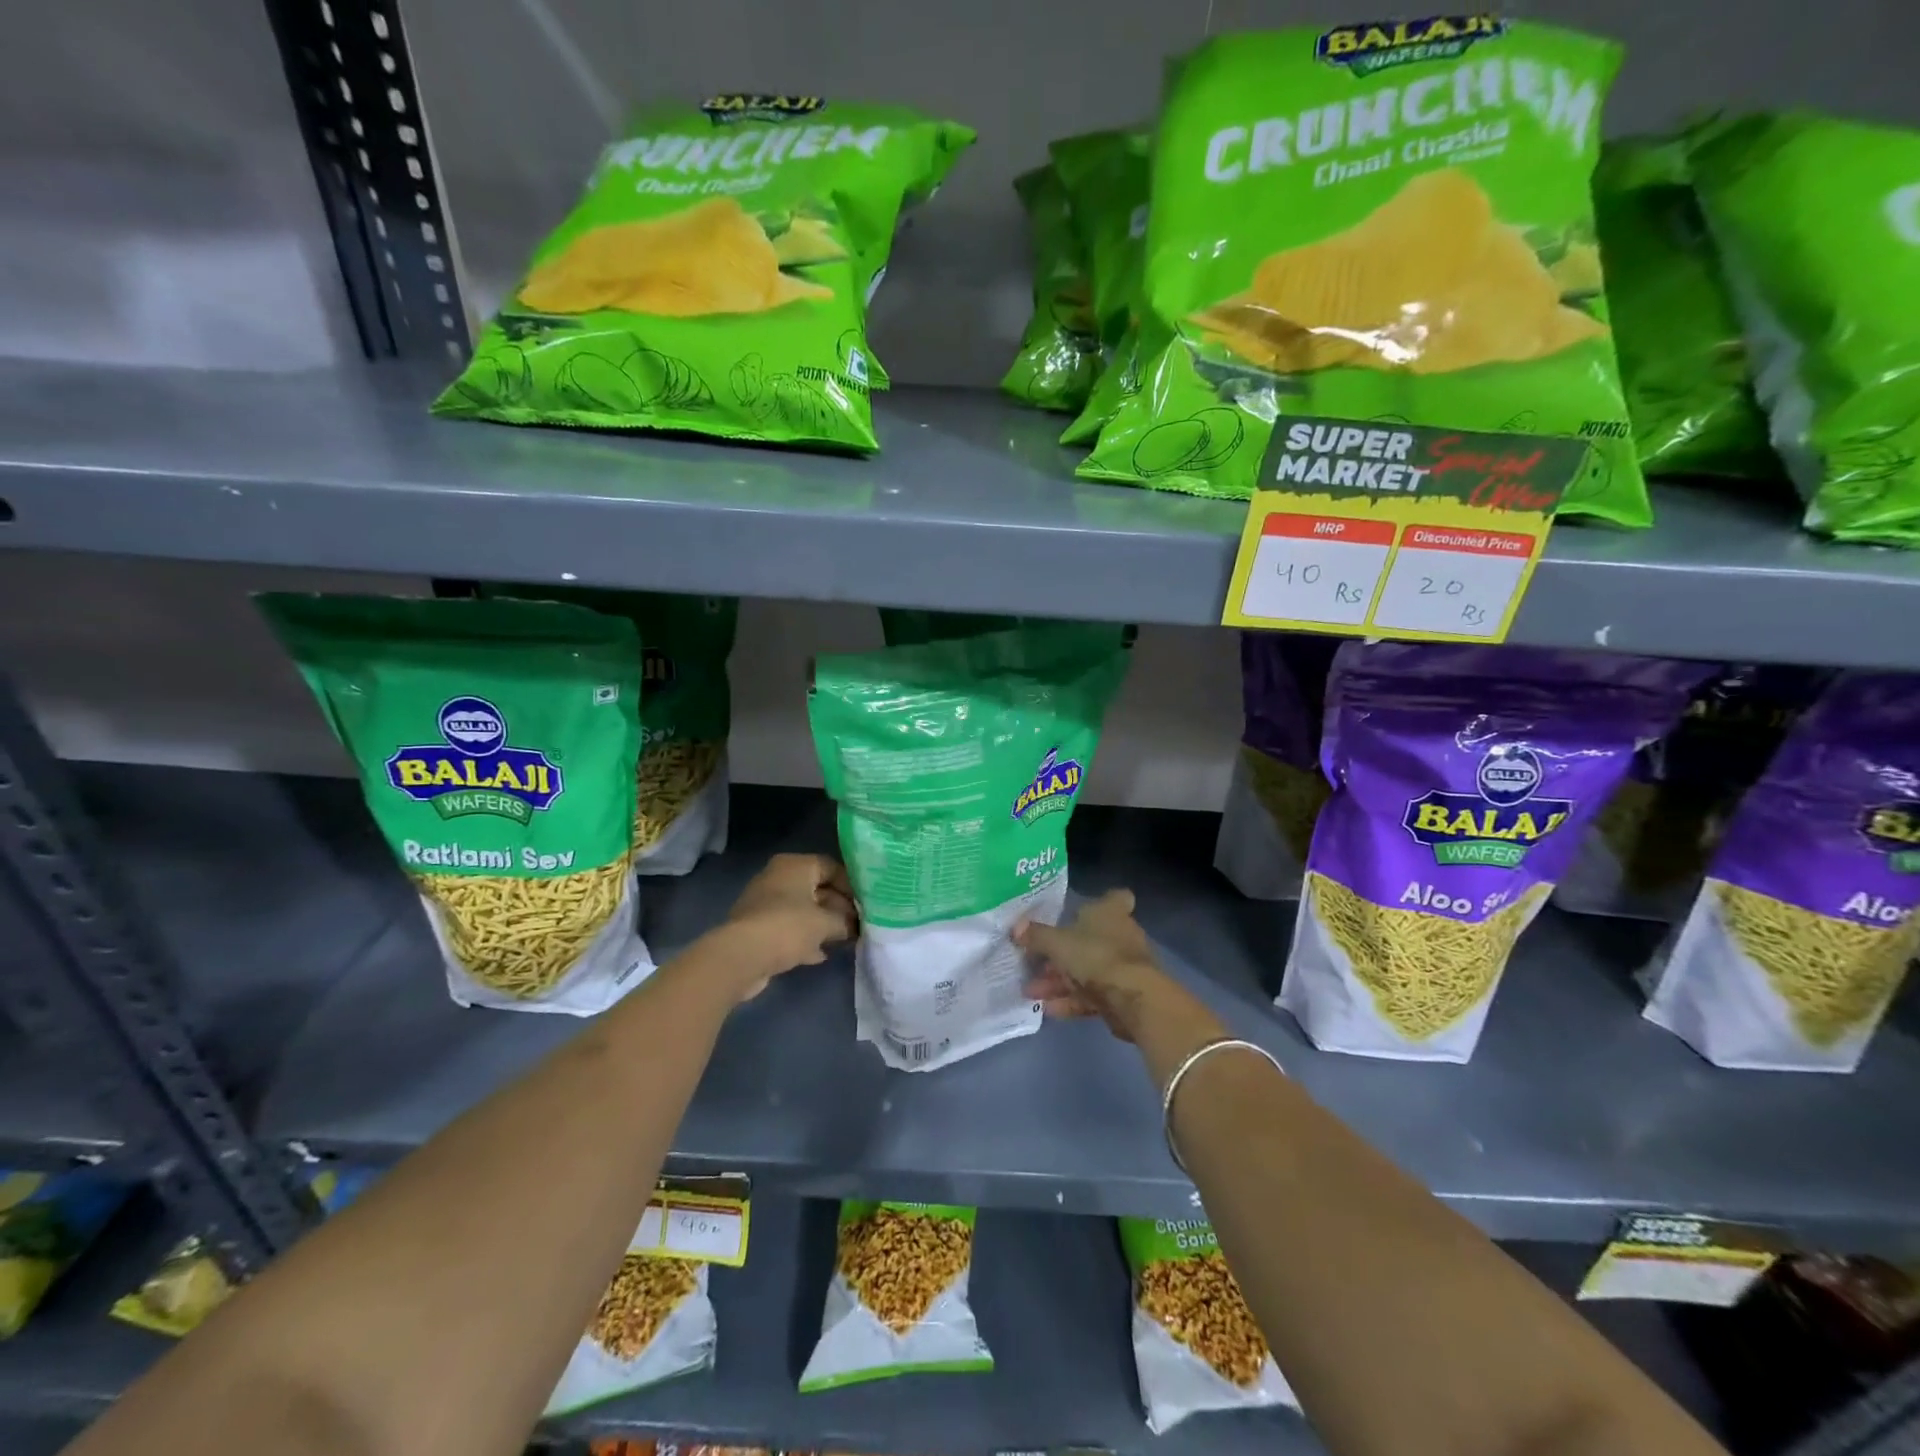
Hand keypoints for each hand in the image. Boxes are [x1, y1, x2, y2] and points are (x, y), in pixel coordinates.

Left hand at [721, 853, 856, 1000]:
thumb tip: (853, 926)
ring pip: (803, 909)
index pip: (831, 867)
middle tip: (858, 925)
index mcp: (794, 865)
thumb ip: (844, 922)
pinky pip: (789, 927)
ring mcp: (765, 902)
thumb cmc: (788, 926)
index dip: (851, 886)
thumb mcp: (825, 923)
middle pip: (817, 888)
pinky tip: (820, 954)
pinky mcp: (758, 927)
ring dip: (823, 924)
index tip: (866, 905)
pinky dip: (805, 938)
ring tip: (845, 939)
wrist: (742, 956)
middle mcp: (778, 877)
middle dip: (838, 908)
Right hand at [1015, 889, 1168, 1042]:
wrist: (1133, 998)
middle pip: (1089, 939)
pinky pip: (1091, 995)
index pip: (1114, 898)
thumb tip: (1016, 928)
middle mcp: (1119, 935)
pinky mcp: (1122, 995)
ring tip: (1031, 993)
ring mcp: (1122, 966)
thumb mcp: (1057, 942)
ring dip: (1059, 981)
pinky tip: (1047, 1010)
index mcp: (1109, 913)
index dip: (1102, 901)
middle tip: (1033, 963)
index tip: (1079, 911)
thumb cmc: (1096, 955)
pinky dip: (1070, 1001)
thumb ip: (1036, 936)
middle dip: (1060, 954)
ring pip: (1086, 970)